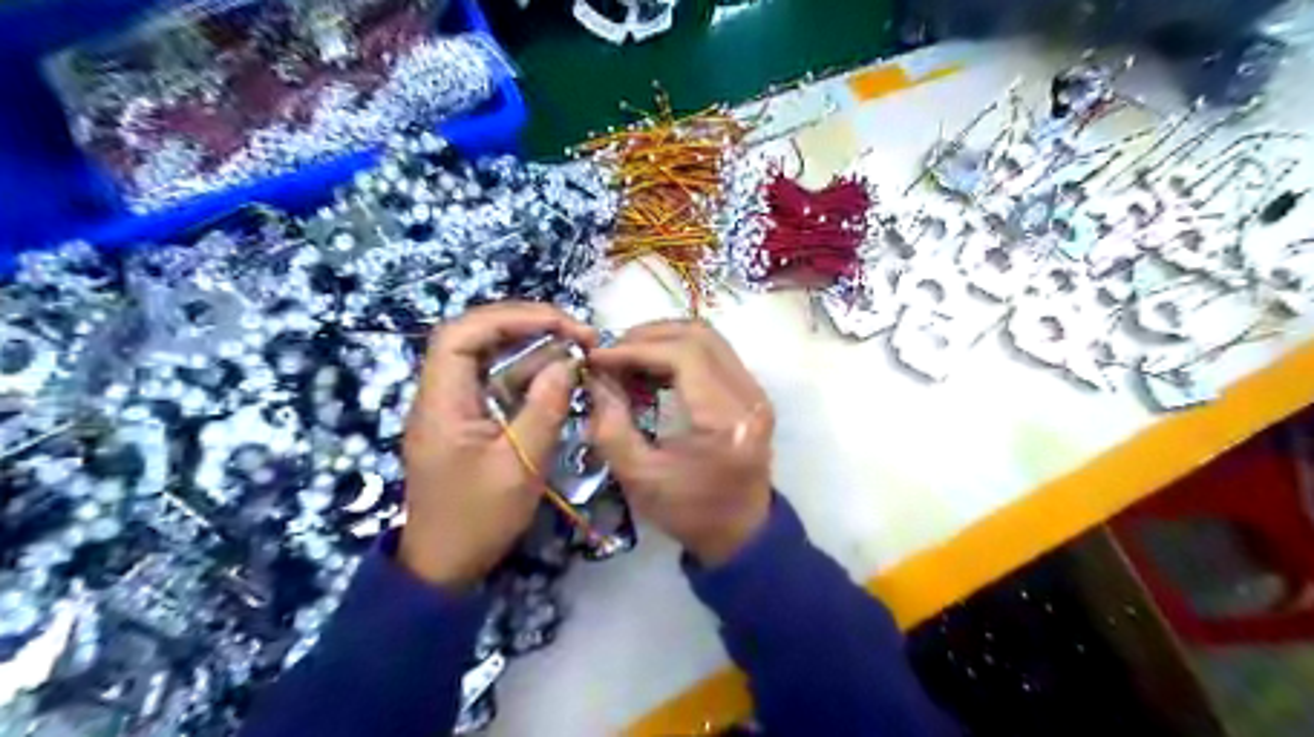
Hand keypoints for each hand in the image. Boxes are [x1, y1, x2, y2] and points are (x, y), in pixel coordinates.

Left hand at [397, 299, 599, 587]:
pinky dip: (530, 374)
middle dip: (526, 325)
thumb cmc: (478, 520)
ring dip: (532, 348)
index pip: (461, 334)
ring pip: (490, 358)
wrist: (445, 566)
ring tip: (577, 348)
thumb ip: (545, 408)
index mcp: (441, 403)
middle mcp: (442, 395)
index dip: (510, 317)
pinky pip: (498, 383)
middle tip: (575, 331)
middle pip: (476, 337)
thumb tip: (568, 361)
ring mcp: (454, 407)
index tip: (560, 322)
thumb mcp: (520, 466)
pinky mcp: (469, 420)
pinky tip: (560, 375)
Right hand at [583, 320, 771, 566]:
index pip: (684, 355)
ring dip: (664, 340)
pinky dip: (679, 352)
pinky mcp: (751, 393)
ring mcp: (755, 391)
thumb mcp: (639, 477)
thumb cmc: (689, 512)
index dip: (636, 349)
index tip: (598, 357)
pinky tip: (651, 370)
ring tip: (627, 359)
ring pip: (709, 339)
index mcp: (725, 419)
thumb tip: (595, 378)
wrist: (740, 533)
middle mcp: (748, 396)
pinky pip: (715, 354)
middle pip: (700, 336)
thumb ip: (611, 425)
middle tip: (611, 353)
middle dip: (648, 336)